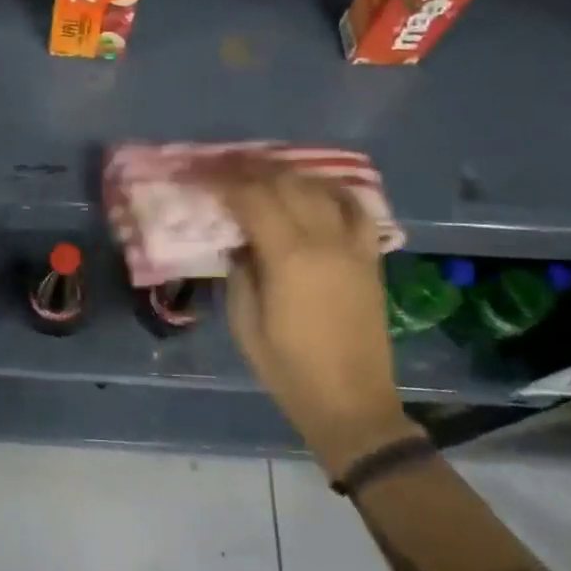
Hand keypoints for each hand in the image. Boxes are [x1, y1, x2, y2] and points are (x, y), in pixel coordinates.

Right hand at [213, 167, 418, 468]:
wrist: (351, 403)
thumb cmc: (288, 368)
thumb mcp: (245, 323)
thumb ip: (240, 272)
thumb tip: (239, 241)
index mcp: (288, 258)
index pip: (252, 198)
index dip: (223, 182)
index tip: (200, 176)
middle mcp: (324, 241)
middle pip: (285, 184)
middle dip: (250, 170)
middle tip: (224, 168)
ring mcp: (352, 247)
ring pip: (319, 189)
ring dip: (287, 174)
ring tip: (261, 172)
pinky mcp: (369, 258)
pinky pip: (355, 209)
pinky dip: (332, 191)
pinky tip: (314, 187)